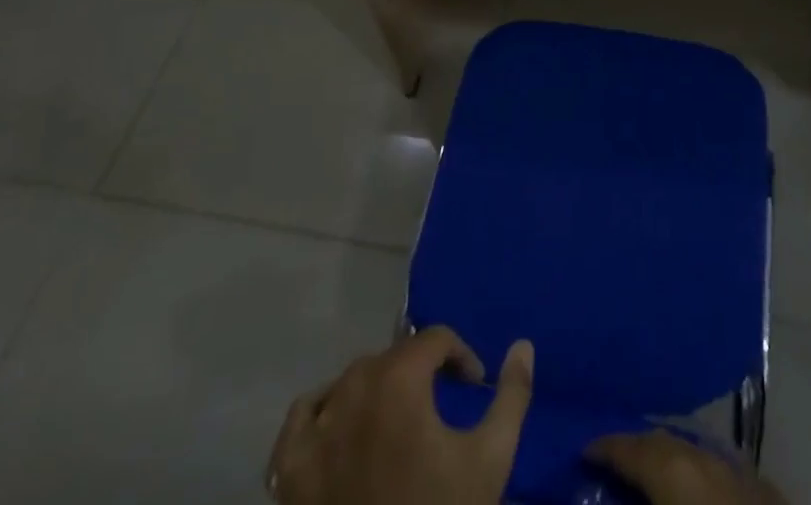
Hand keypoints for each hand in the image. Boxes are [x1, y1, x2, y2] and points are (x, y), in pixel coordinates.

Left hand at [267, 327, 533, 504]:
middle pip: (393, 357)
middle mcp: (353, 389)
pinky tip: (339, 429)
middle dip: (420, 372)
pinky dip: (320, 412)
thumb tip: (523, 345)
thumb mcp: (491, 459)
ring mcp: (315, 430)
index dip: (460, 356)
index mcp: (399, 379)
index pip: (435, 339)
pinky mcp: (287, 471)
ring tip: (396, 417)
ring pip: (350, 381)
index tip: (474, 386)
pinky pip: (300, 418)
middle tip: (438, 405)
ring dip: (376, 388)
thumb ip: (512, 395)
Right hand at [587, 430, 788, 504]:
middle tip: (612, 463)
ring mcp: (735, 469)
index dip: (603, 448)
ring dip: (667, 460)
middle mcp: (701, 456)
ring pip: (690, 452)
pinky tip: (692, 489)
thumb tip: (596, 495)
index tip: (583, 452)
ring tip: (648, 475)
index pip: (628, 447)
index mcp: (672, 467)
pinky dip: (696, 475)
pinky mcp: (761, 488)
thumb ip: (633, 493)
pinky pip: (717, 471)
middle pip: (660, 442)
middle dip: (635, 450)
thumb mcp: (664, 494)